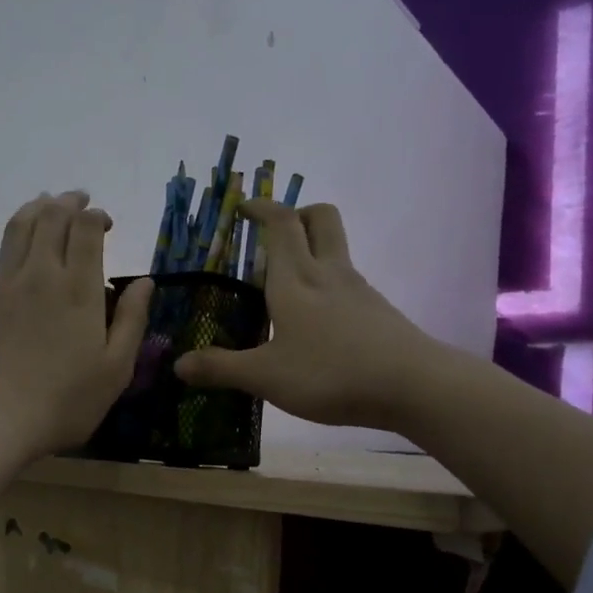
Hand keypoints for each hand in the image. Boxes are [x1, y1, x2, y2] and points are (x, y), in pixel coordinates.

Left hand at [0, 190, 152, 461]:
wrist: (0, 423)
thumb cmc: (67, 401)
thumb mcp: (116, 368)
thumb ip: (132, 320)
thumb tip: (145, 281)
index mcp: (79, 289)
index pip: (86, 229)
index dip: (96, 216)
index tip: (105, 225)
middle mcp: (40, 275)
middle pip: (51, 219)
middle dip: (68, 203)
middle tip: (80, 202)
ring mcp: (4, 286)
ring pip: (16, 228)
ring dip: (34, 207)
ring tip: (46, 202)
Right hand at [173, 199, 436, 430]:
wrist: (413, 386)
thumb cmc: (330, 372)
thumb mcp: (266, 376)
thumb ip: (221, 369)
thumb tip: (178, 365)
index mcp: (296, 279)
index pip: (280, 223)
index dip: (261, 208)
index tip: (243, 207)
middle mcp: (329, 273)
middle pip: (321, 218)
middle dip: (297, 214)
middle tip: (272, 238)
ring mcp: (358, 290)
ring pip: (336, 250)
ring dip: (311, 252)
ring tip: (284, 290)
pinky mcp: (377, 312)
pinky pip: (347, 283)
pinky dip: (327, 286)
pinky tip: (315, 324)